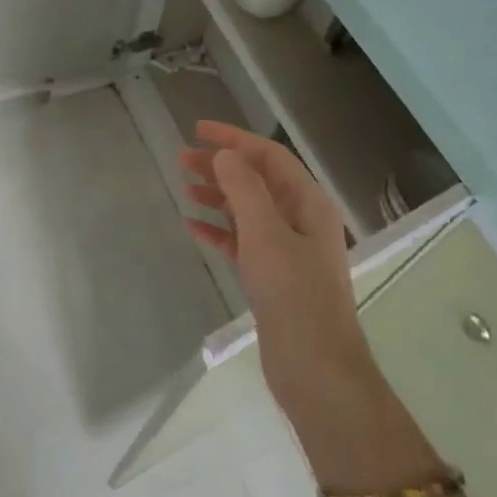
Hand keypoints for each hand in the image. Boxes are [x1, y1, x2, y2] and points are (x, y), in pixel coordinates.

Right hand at [179, 121, 367, 424]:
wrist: (314, 366)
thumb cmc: (293, 294)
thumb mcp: (265, 234)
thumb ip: (244, 190)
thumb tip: (225, 155)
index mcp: (309, 204)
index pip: (270, 157)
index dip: (235, 139)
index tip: (198, 130)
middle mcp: (300, 221)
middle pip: (257, 181)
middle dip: (222, 166)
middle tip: (182, 159)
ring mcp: (287, 250)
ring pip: (247, 210)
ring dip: (217, 195)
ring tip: (184, 186)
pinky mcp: (272, 277)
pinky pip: (241, 242)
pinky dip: (218, 231)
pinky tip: (193, 227)